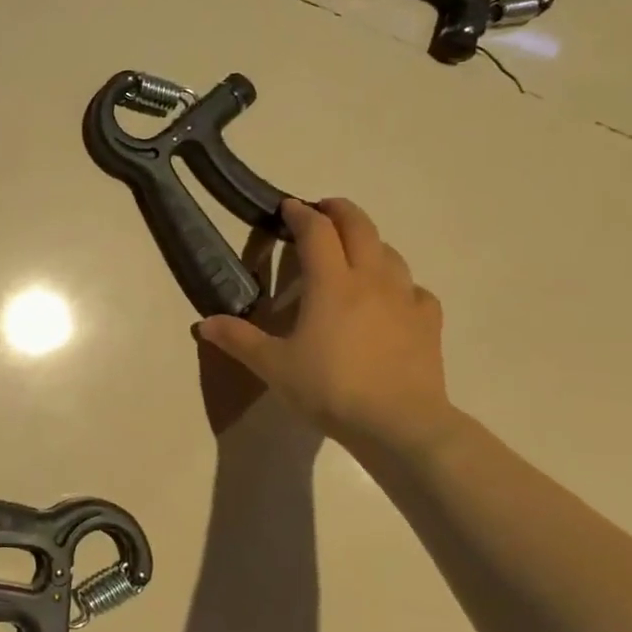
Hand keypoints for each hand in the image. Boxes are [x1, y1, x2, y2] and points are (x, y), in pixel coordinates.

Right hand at [196, 199, 454, 459]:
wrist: (399, 424)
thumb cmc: (329, 388)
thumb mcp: (273, 366)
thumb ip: (239, 340)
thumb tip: (203, 324)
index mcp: (330, 283)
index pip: (316, 231)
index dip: (300, 214)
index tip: (287, 208)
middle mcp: (370, 279)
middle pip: (359, 227)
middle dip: (339, 211)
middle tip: (323, 210)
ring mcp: (405, 298)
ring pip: (390, 253)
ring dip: (369, 242)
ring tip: (354, 251)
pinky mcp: (428, 322)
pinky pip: (414, 289)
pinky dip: (399, 283)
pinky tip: (392, 298)